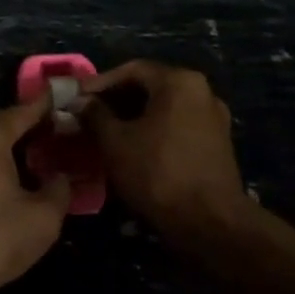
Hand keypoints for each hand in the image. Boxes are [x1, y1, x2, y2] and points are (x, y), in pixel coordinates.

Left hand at [0, 94, 71, 293]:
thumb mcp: (42, 218)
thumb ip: (58, 191)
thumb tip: (61, 177)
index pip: (23, 110)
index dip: (46, 105)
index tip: (63, 97)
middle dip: (24, 125)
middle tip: (53, 133)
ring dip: (4, 145)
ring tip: (33, 157)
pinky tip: (4, 180)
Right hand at [82, 61, 247, 247]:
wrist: (209, 223)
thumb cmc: (157, 173)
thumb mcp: (115, 142)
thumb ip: (94, 115)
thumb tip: (79, 102)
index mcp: (179, 82)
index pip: (132, 70)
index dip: (100, 82)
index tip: (77, 98)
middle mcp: (202, 91)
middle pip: (150, 86)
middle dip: (116, 99)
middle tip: (88, 115)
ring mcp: (213, 118)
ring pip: (163, 107)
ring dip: (133, 116)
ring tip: (105, 132)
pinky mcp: (217, 143)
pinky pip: (177, 125)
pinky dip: (152, 130)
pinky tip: (132, 147)